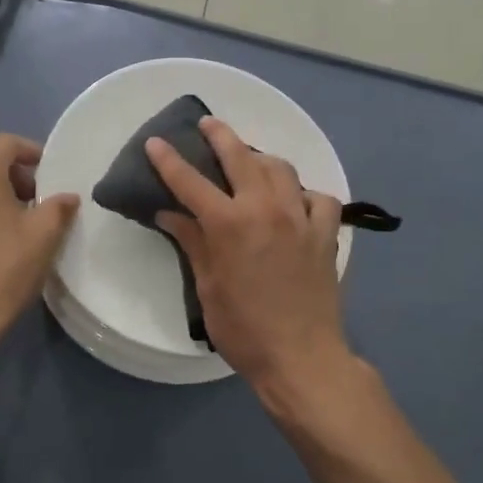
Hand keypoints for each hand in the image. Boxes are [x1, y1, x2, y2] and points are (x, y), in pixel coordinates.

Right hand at [148, 117, 361, 418]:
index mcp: (229, 223)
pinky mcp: (326, 233)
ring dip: (262, 158)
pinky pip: (319, 198)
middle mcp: (266, 208)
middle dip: (220, 135)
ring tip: (251, 160)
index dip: (169, 160)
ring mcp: (300, 218)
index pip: (190, 181)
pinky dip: (305, 193)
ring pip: (282, 169)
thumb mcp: (207, 287)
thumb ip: (192, 242)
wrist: (301, 358)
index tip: (156, 141)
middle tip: (207, 124)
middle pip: (240, 157)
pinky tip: (296, 201)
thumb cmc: (244, 329)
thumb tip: (169, 214)